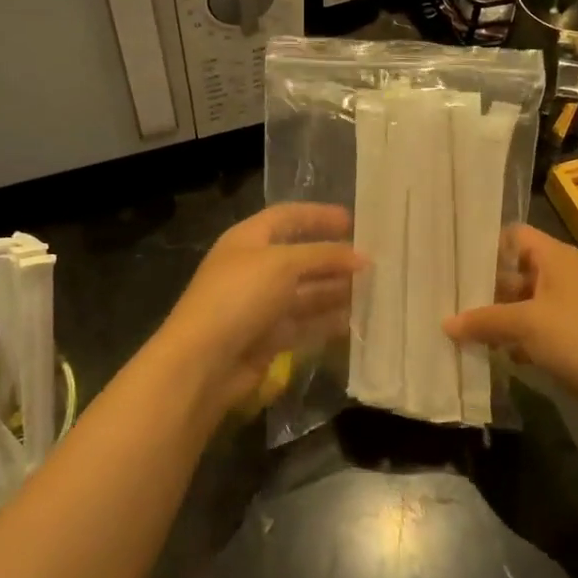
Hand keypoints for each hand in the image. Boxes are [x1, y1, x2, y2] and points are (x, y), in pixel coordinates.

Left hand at [146, 203, 362, 423]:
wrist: (204, 361)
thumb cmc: (240, 296)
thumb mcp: (284, 264)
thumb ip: (325, 256)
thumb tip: (363, 257)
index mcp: (249, 240)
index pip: (287, 217)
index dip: (318, 216)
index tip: (352, 221)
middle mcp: (255, 269)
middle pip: (301, 257)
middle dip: (334, 258)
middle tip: (373, 262)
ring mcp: (260, 305)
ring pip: (306, 293)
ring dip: (336, 291)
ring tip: (374, 291)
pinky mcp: (268, 338)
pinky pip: (304, 324)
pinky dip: (327, 321)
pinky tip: (355, 321)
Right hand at [444, 226, 577, 424]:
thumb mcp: (525, 324)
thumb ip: (484, 320)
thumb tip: (446, 323)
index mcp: (555, 258)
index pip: (513, 236)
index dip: (485, 245)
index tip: (452, 261)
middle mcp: (561, 276)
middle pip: (514, 272)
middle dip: (483, 288)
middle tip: (445, 299)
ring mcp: (568, 309)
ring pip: (522, 305)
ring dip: (496, 318)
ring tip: (458, 329)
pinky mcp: (571, 339)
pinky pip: (534, 331)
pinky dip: (514, 340)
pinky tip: (490, 355)